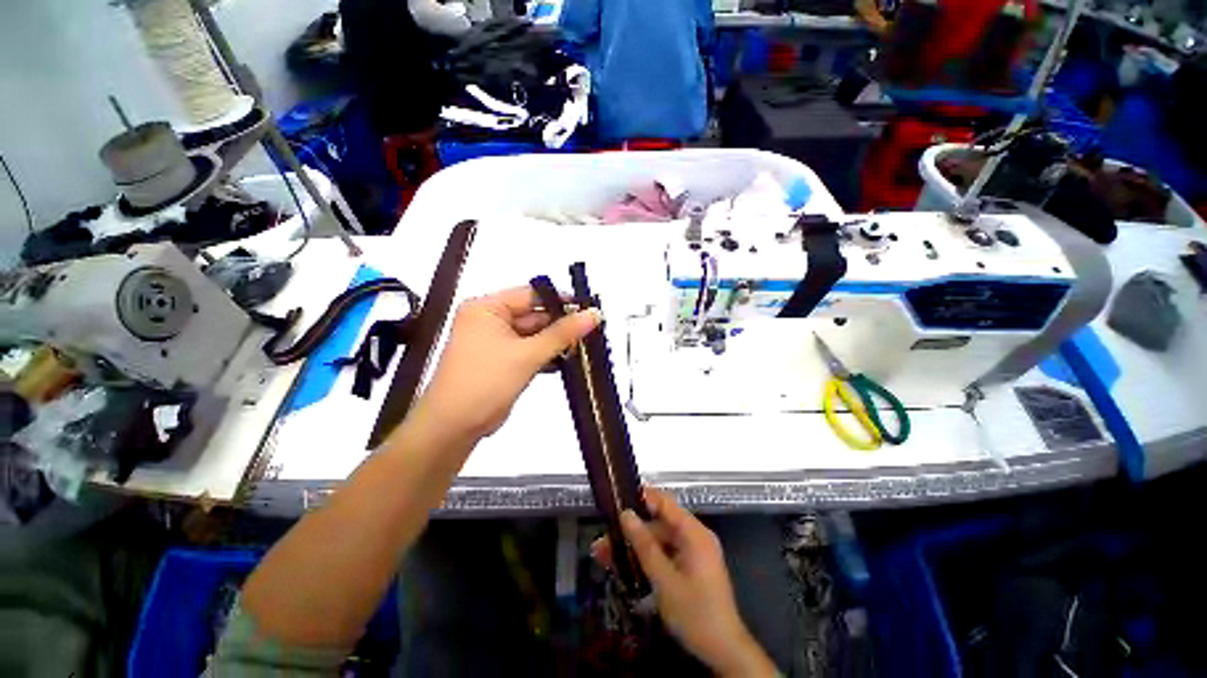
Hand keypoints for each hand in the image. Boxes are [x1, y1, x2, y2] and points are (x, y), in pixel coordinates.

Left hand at [411, 286, 599, 443]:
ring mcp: (496, 341)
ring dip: (556, 342)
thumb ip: (562, 334)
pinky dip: (546, 355)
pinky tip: (567, 360)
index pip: (531, 295)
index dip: (561, 301)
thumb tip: (593, 314)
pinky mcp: (503, 360)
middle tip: (591, 330)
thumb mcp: (527, 354)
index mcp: (487, 308)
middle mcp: (490, 320)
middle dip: (561, 325)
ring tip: (585, 346)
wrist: (455, 426)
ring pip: (534, 335)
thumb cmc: (485, 382)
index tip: (589, 309)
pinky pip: (530, 350)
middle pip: (534, 315)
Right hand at [593, 488, 777, 677]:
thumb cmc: (696, 614)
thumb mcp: (665, 580)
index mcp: (694, 533)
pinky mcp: (689, 567)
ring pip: (658, 541)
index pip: (665, 502)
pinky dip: (645, 559)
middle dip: (631, 532)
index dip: (641, 497)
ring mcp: (693, 552)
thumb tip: (625, 514)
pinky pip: (664, 554)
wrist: (724, 652)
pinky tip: (623, 567)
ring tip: (604, 556)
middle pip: (658, 524)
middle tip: (602, 542)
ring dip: (634, 548)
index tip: (616, 498)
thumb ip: (644, 545)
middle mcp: (695, 537)